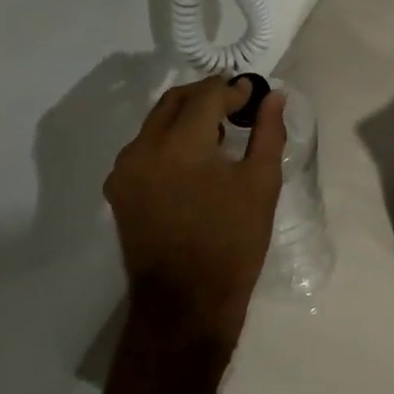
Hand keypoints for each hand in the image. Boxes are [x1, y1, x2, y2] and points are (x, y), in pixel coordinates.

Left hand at [104, 75, 286, 352]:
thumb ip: (268, 131)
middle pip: (176, 100)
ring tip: (218, 130)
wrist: (186, 303)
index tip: (254, 95)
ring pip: (157, 121)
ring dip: (187, 115)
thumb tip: (274, 96)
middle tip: (237, 104)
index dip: (233, 90)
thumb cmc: (233, 241)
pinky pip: (145, 146)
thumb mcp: (261, 182)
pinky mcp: (119, 190)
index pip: (207, 95)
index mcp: (180, 144)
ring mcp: (125, 170)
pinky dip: (170, 139)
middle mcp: (143, 148)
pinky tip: (194, 156)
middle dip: (208, 95)